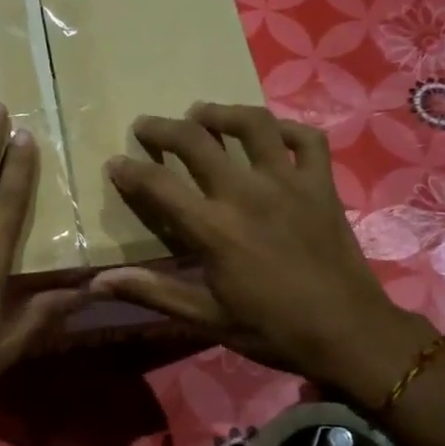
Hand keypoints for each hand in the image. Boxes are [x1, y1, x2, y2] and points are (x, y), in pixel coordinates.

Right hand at [91, 103, 426, 388]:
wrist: (348, 332)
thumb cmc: (271, 329)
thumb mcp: (205, 317)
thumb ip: (152, 292)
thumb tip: (96, 284)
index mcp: (214, 228)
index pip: (159, 185)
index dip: (130, 171)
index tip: (115, 164)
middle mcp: (247, 192)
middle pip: (196, 141)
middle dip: (163, 129)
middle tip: (146, 126)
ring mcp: (289, 182)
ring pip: (252, 125)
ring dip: (221, 113)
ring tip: (202, 113)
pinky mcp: (322, 184)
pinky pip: (306, 139)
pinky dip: (285, 128)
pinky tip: (270, 133)